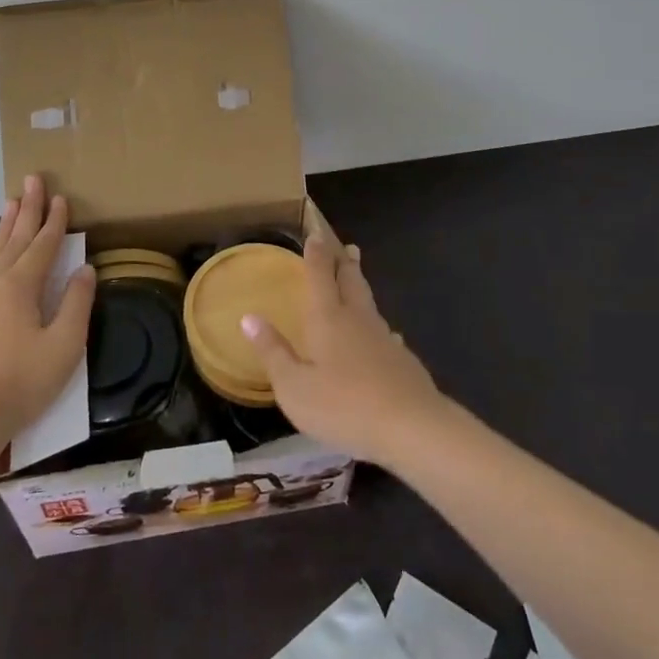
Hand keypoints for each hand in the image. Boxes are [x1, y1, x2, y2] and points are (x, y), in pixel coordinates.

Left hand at [0, 175, 95, 447]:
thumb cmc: (22, 381)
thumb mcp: (64, 345)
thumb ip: (77, 304)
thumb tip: (84, 270)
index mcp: (21, 286)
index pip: (43, 244)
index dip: (55, 221)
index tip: (62, 196)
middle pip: (15, 238)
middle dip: (27, 209)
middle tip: (32, 179)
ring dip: (7, 225)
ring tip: (12, 203)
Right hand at [240, 232, 446, 468]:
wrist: (409, 425)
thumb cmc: (343, 405)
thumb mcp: (294, 386)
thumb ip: (272, 351)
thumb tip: (248, 317)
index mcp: (327, 318)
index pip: (320, 275)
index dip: (316, 254)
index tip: (316, 233)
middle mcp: (356, 318)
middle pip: (351, 281)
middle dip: (345, 262)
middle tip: (347, 247)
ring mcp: (383, 337)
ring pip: (369, 302)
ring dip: (361, 287)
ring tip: (358, 280)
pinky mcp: (402, 359)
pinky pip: (385, 332)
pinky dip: (379, 326)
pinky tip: (385, 335)